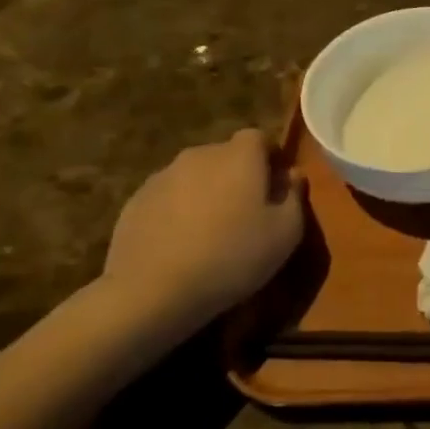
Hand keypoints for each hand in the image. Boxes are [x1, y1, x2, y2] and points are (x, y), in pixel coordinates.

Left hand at [102, 130, 306, 327]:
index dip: (270, 157)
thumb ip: (294, 196)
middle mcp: (200, 156)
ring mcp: (162, 177)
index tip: (276, 185)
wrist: (152, 290)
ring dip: (207, 193)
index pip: (259, 138)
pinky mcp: (135, 202)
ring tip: (212, 231)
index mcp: (240, 156)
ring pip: (195, 176)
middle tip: (247, 211)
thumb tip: (292, 175)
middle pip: (226, 155)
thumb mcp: (287, 232)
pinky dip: (179, 211)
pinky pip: (168, 198)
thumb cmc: (233, 256)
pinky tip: (182, 244)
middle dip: (239, 175)